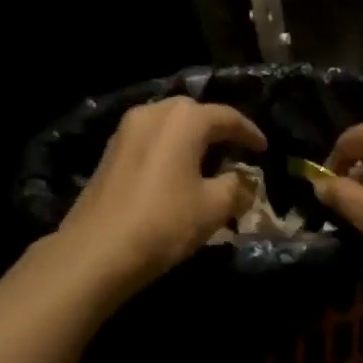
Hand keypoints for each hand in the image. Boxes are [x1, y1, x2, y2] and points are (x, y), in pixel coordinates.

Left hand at [56, 97, 266, 297]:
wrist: (98, 250)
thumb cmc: (165, 222)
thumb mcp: (214, 207)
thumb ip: (237, 186)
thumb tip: (245, 180)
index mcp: (184, 119)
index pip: (227, 117)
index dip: (250, 134)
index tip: (264, 149)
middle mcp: (154, 113)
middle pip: (195, 114)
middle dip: (217, 130)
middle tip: (236, 151)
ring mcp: (127, 130)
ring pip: (169, 125)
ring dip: (191, 139)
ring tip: (208, 161)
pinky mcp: (110, 151)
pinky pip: (151, 140)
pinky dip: (170, 149)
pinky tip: (177, 171)